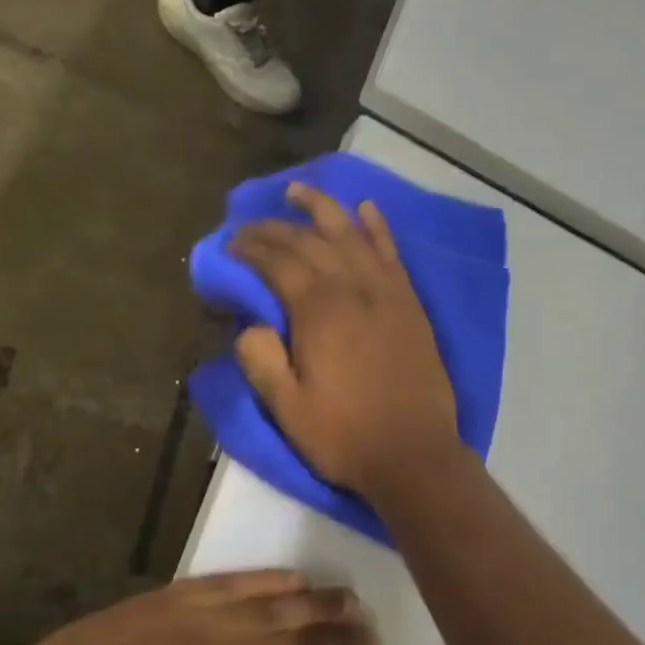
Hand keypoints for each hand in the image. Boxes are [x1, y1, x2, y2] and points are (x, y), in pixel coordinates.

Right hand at [229, 185, 461, 498]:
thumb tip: (249, 325)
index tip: (230, 245)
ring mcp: (386, 292)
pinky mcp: (410, 303)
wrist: (414, 453)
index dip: (250, 249)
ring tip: (298, 191)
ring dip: (323, 209)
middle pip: (309, 243)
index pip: (278, 264)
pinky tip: (366, 210)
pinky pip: (392, 253)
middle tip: (250, 224)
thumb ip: (261, 361)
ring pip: (350, 235)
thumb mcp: (287, 409)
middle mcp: (352, 289)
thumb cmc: (345, 435)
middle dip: (275, 228)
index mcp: (318, 312)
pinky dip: (377, 228)